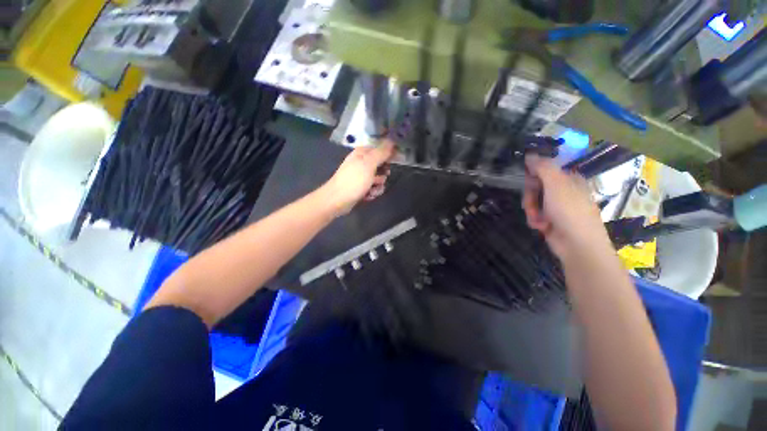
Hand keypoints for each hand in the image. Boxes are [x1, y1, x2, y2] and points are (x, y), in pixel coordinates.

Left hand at [321, 140, 395, 215]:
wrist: (338, 200)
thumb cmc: (353, 180)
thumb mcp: (369, 164)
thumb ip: (381, 152)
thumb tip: (392, 140)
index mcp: (362, 153)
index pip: (380, 149)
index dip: (388, 155)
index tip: (394, 161)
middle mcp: (362, 163)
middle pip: (381, 166)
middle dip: (383, 175)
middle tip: (378, 179)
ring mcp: (361, 176)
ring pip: (379, 179)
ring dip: (378, 186)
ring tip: (371, 190)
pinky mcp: (361, 187)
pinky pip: (373, 188)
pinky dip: (372, 192)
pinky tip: (367, 196)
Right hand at [522, 154, 611, 258]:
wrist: (578, 245)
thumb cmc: (570, 211)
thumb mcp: (556, 185)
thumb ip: (543, 167)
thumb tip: (530, 154)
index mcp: (568, 179)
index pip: (544, 171)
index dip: (533, 177)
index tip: (529, 182)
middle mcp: (563, 191)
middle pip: (535, 187)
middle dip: (530, 197)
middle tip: (532, 204)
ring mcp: (557, 207)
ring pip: (533, 202)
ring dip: (531, 210)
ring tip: (539, 220)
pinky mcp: (551, 220)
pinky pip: (535, 214)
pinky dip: (535, 220)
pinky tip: (542, 226)